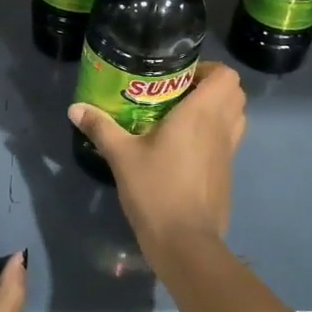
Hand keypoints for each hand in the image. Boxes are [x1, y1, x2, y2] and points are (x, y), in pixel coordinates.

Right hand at [67, 60, 246, 262]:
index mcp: (201, 114)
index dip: (209, 69)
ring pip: (235, 118)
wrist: (185, 242)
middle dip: (213, 87)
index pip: (227, 76)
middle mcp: (221, 128)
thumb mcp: (122, 156)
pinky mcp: (226, 174)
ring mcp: (228, 153)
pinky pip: (228, 141)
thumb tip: (75, 108)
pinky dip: (214, 134)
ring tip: (182, 116)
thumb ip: (100, 127)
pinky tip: (183, 147)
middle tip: (179, 92)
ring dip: (217, 110)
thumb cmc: (155, 190)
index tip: (181, 76)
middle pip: (235, 94)